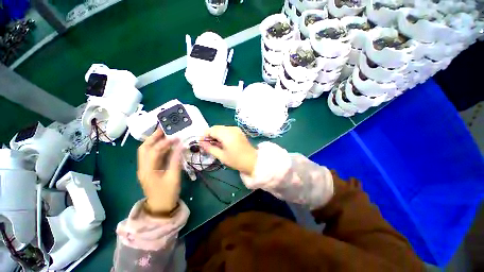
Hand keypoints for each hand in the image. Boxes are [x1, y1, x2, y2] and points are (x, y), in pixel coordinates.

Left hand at [137, 128, 182, 212]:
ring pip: (146, 151)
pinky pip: (151, 156)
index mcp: (148, 170)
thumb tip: (180, 146)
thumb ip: (176, 160)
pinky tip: (166, 146)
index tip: (176, 137)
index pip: (155, 151)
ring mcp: (144, 169)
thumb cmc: (168, 194)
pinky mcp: (149, 170)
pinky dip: (157, 148)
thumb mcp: (174, 177)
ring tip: (165, 135)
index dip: (165, 142)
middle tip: (164, 129)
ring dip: (154, 142)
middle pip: (144, 148)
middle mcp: (143, 167)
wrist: (160, 208)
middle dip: (153, 137)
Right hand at [199, 126, 256, 175]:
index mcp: (226, 134)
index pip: (210, 130)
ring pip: (221, 128)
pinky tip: (223, 142)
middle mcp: (231, 128)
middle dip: (210, 135)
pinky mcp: (239, 131)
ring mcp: (236, 129)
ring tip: (216, 145)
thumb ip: (210, 148)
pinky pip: (227, 130)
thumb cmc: (236, 160)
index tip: (201, 144)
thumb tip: (201, 143)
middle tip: (208, 145)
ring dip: (216, 134)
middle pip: (215, 128)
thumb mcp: (221, 156)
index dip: (204, 136)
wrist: (252, 161)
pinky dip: (222, 134)